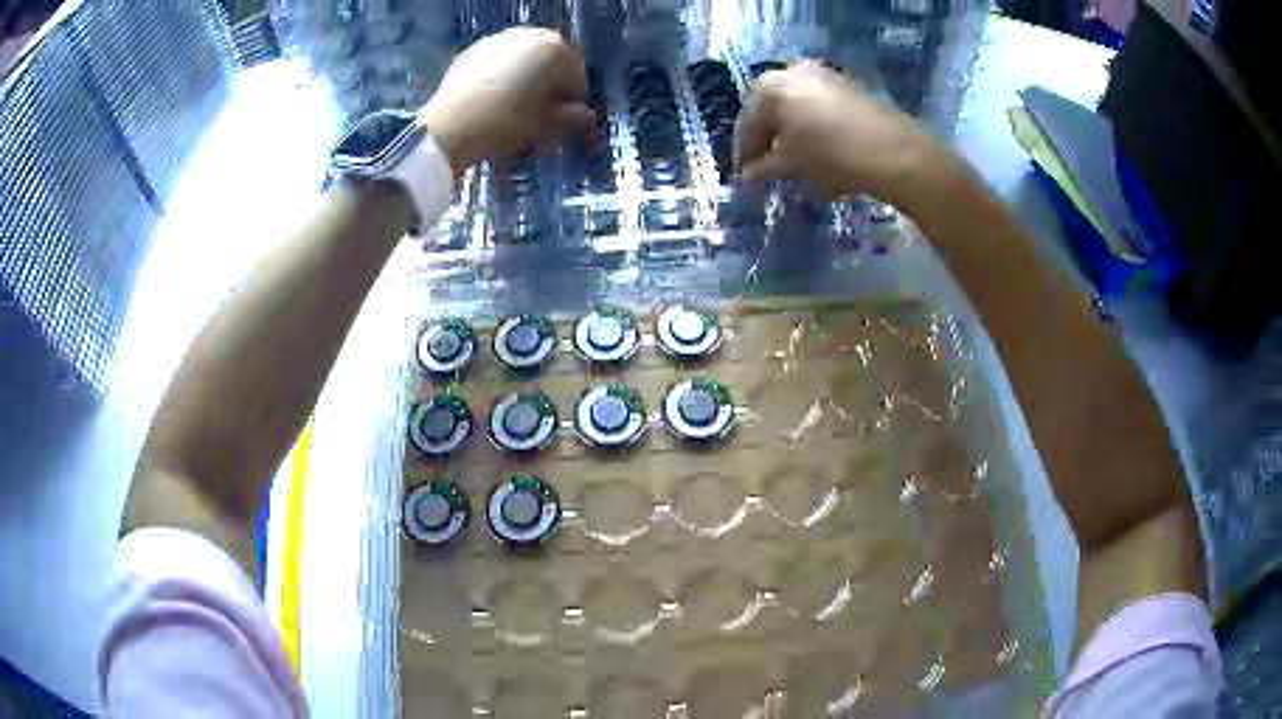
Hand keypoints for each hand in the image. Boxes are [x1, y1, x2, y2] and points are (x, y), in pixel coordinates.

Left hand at [421, 28, 593, 174]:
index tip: (568, 121)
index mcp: (553, 48)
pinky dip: (503, 75)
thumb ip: (571, 118)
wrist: (446, 129)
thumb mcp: (544, 125)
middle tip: (545, 113)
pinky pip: (498, 61)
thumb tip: (586, 119)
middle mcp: (528, 34)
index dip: (575, 100)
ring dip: (527, 78)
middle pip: (550, 61)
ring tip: (518, 106)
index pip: (577, 74)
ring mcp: (497, 39)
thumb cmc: (504, 124)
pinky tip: (494, 99)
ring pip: (523, 58)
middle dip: (551, 84)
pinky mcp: (471, 50)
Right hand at [736, 62, 946, 204]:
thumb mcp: (792, 165)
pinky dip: (813, 125)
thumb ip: (764, 166)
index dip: (744, 153)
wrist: (896, 153)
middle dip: (768, 138)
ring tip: (795, 161)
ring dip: (791, 132)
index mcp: (769, 87)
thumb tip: (749, 174)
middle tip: (767, 167)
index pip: (747, 123)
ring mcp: (823, 74)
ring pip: (796, 107)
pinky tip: (819, 149)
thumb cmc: (833, 156)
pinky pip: (818, 106)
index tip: (745, 176)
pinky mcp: (848, 85)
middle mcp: (792, 71)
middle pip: (771, 110)